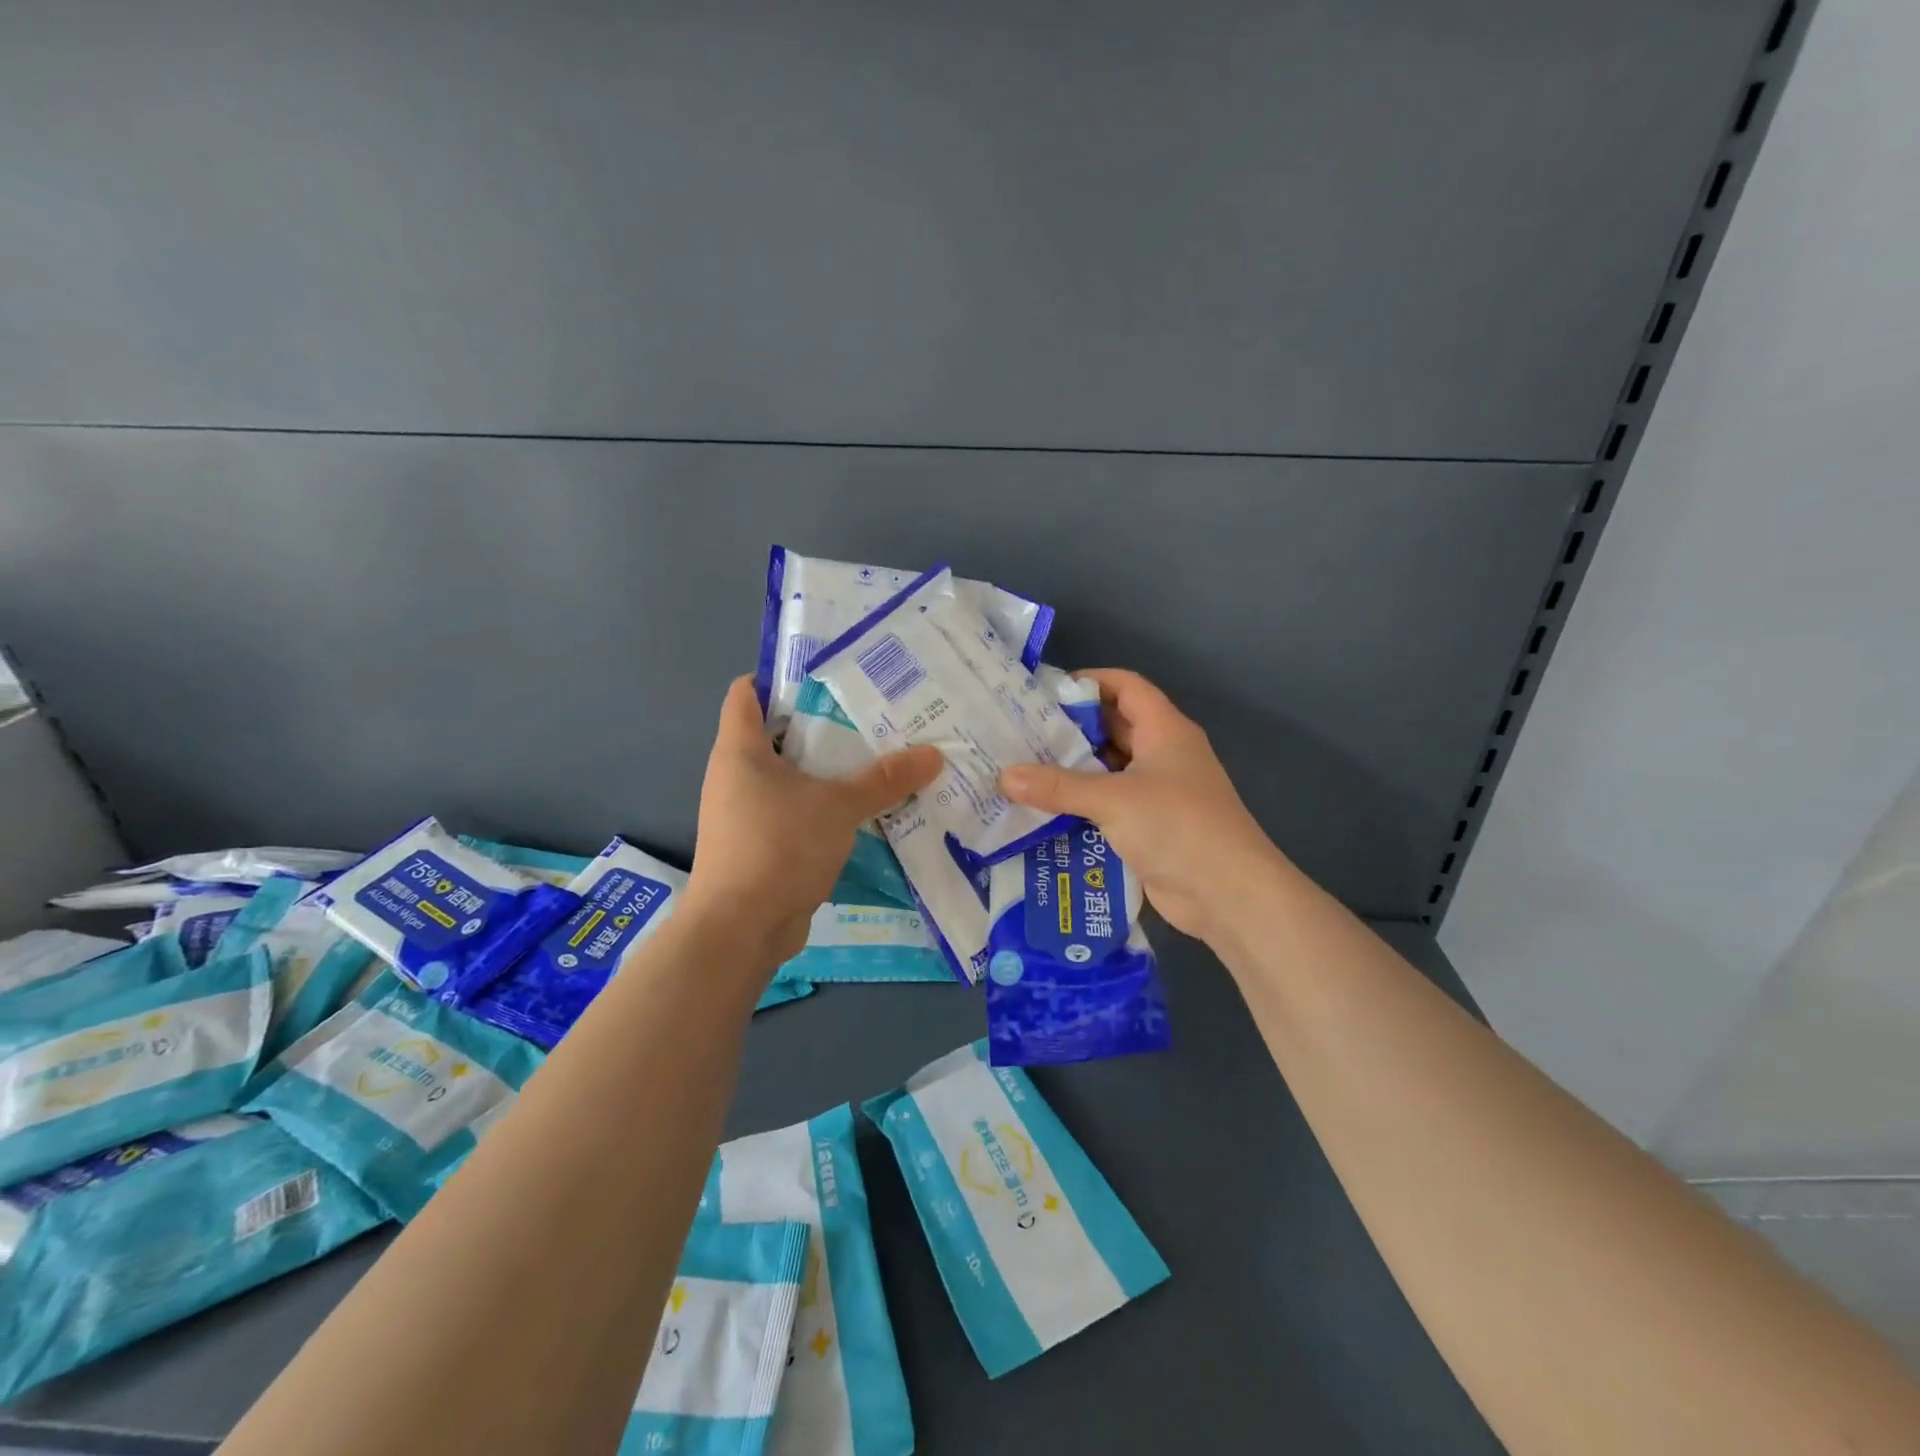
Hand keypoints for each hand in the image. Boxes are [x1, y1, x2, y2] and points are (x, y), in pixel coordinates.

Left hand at [682, 677, 942, 966]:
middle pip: (779, 732)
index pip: (749, 691)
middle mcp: (736, 775)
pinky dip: (826, 806)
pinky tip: (867, 807)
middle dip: (825, 723)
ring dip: (830, 770)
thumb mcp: (838, 807)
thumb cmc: (778, 848)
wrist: (741, 930)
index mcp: (740, 749)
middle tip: (874, 713)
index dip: (783, 676)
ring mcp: (747, 813)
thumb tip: (934, 755)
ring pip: (792, 776)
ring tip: (880, 756)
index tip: (832, 673)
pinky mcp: (763, 845)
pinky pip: (798, 811)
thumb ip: (884, 779)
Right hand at [1000, 669, 1285, 947]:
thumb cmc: (1177, 826)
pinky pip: (1108, 805)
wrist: (1228, 894)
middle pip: (1112, 727)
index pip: (1126, 686)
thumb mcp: (1113, 800)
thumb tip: (1004, 776)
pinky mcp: (1149, 827)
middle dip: (1070, 729)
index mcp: (1164, 730)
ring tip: (1022, 770)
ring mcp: (1157, 792)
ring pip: (1108, 770)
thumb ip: (1058, 787)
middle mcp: (1162, 754)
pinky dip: (1080, 806)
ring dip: (1071, 771)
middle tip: (1020, 733)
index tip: (1044, 692)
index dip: (1089, 682)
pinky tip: (1043, 812)